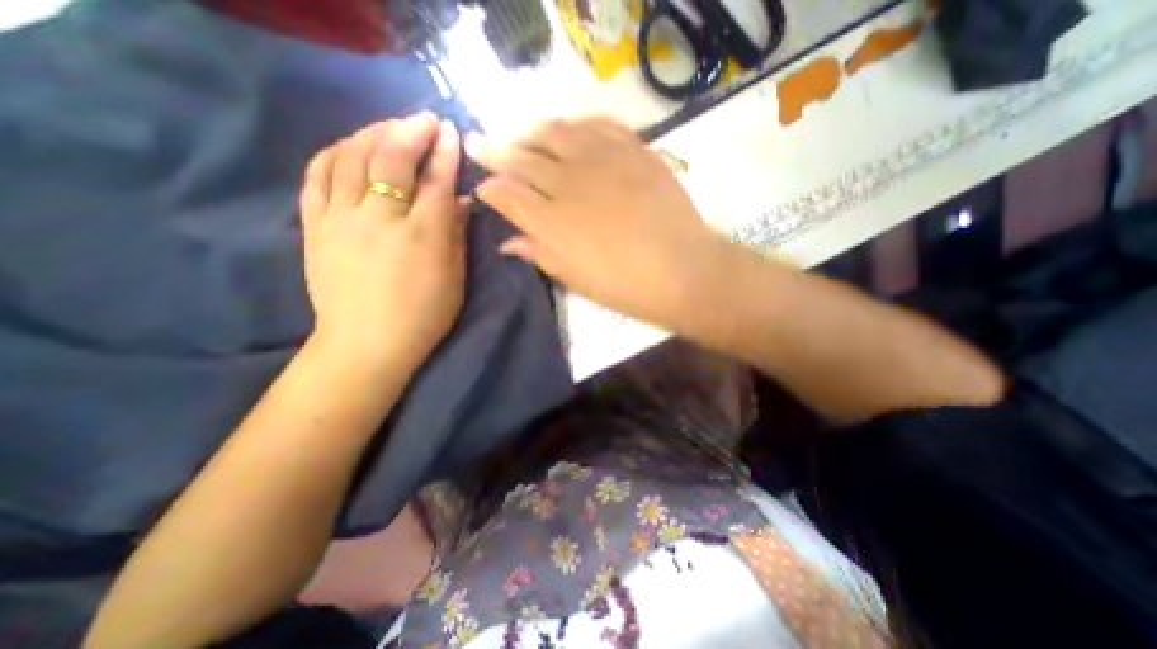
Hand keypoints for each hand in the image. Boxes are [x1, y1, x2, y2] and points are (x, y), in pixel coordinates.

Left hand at [299, 113, 467, 371]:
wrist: (366, 344)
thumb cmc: (423, 317)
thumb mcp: (454, 280)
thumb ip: (455, 235)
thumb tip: (458, 200)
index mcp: (422, 236)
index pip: (436, 181)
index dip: (445, 153)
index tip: (451, 132)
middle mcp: (381, 219)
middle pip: (393, 159)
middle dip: (412, 132)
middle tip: (425, 120)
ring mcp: (341, 219)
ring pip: (352, 157)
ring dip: (373, 133)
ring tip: (390, 127)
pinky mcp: (315, 226)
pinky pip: (318, 175)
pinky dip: (334, 152)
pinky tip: (348, 146)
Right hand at [464, 117, 725, 329]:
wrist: (681, 270)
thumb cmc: (624, 285)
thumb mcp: (574, 279)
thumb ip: (538, 254)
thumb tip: (508, 243)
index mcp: (550, 221)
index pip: (507, 193)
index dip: (490, 188)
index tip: (483, 187)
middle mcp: (568, 182)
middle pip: (523, 158)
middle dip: (497, 151)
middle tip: (482, 143)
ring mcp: (602, 160)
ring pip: (555, 133)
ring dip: (533, 134)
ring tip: (524, 136)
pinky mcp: (633, 150)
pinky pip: (598, 124)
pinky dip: (577, 124)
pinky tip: (571, 129)